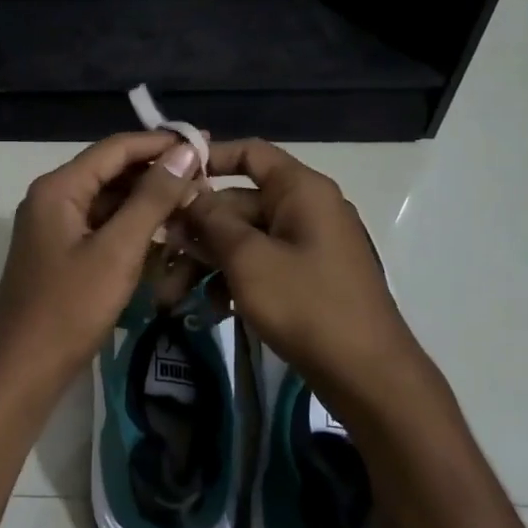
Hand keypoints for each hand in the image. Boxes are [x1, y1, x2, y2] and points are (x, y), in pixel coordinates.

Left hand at [0, 132, 202, 413]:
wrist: (23, 370)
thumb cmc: (70, 308)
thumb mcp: (117, 251)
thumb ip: (151, 198)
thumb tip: (184, 151)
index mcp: (59, 188)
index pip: (116, 148)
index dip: (162, 143)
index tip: (205, 146)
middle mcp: (53, 198)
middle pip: (112, 172)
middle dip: (158, 174)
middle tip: (206, 181)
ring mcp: (56, 227)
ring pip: (110, 201)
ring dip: (149, 202)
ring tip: (194, 207)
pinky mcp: (63, 254)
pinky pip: (103, 227)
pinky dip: (134, 228)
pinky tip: (167, 237)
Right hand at [176, 139, 424, 416]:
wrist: (367, 374)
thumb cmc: (306, 304)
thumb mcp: (248, 259)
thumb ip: (211, 221)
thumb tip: (185, 193)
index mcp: (301, 190)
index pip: (250, 153)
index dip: (209, 159)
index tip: (168, 178)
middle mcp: (306, 208)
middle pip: (239, 203)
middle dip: (196, 231)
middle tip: (160, 256)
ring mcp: (308, 245)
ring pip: (245, 240)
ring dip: (208, 262)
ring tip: (173, 295)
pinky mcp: (306, 278)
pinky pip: (261, 265)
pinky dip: (234, 281)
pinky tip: (210, 310)